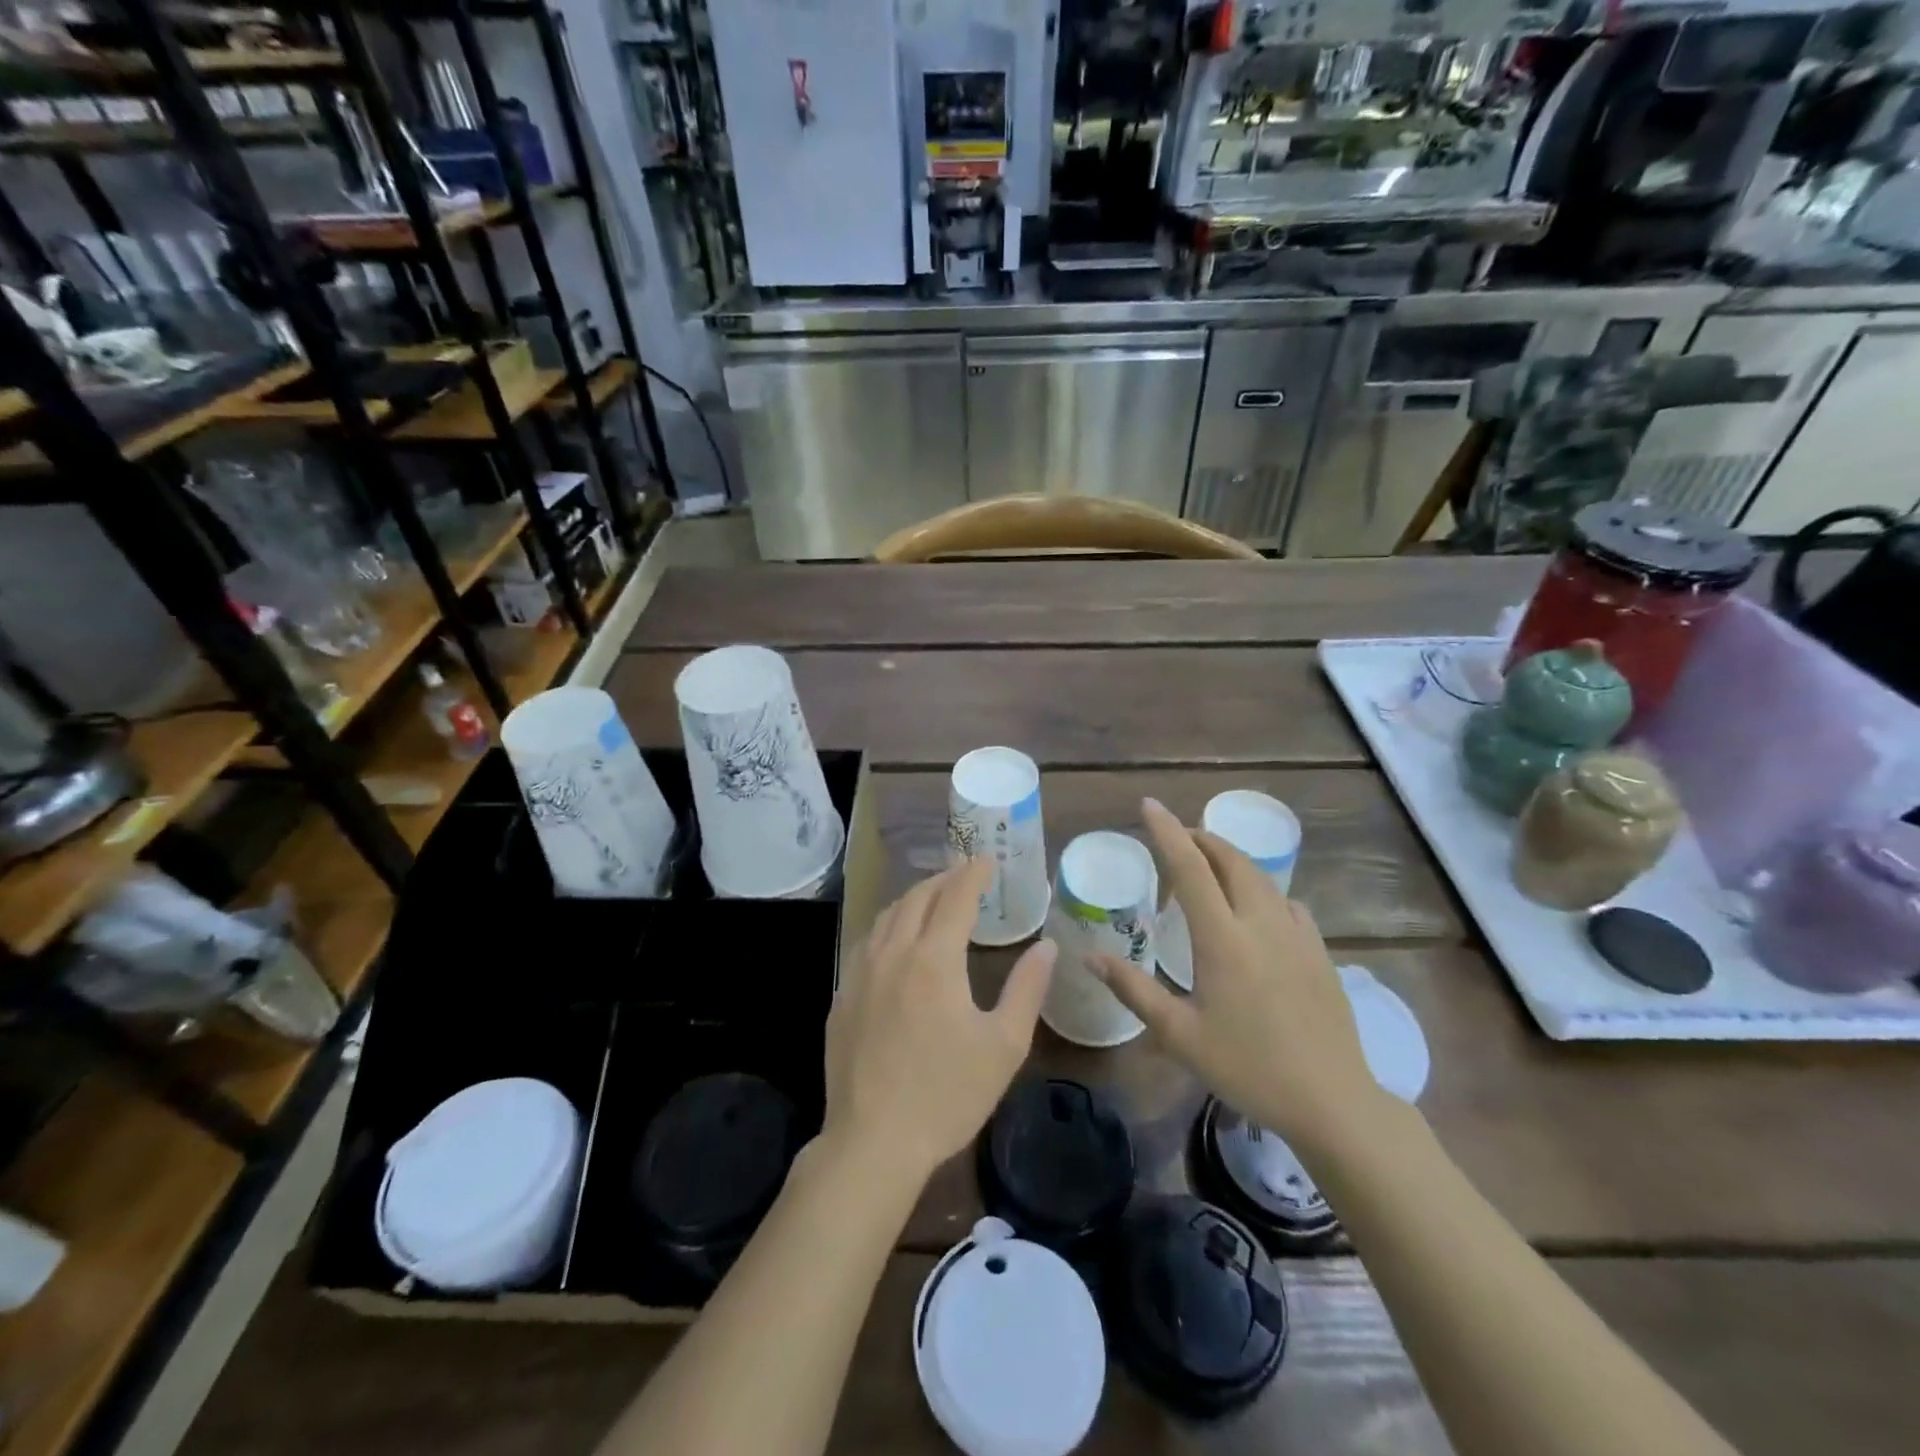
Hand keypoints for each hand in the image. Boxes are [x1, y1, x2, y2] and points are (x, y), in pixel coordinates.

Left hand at [823, 858, 1055, 1185]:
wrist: (873, 1141)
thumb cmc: (947, 1094)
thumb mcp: (1003, 1045)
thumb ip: (1027, 988)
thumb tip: (1046, 946)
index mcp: (933, 960)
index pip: (956, 898)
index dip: (973, 874)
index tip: (986, 859)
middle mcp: (893, 953)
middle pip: (917, 898)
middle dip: (943, 879)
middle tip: (963, 874)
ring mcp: (860, 973)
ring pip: (887, 916)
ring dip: (913, 898)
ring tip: (932, 898)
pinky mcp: (843, 997)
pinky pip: (867, 942)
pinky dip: (889, 925)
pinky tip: (895, 940)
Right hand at [1091, 798, 1383, 1152]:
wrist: (1331, 1101)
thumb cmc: (1247, 1067)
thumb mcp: (1179, 1035)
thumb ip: (1134, 990)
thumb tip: (1090, 957)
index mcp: (1223, 939)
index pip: (1191, 868)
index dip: (1167, 832)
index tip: (1149, 805)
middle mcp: (1260, 924)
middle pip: (1231, 860)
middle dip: (1202, 839)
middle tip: (1177, 837)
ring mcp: (1296, 935)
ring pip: (1261, 878)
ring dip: (1231, 860)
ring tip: (1209, 865)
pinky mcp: (1319, 952)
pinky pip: (1287, 902)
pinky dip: (1262, 890)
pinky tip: (1256, 910)